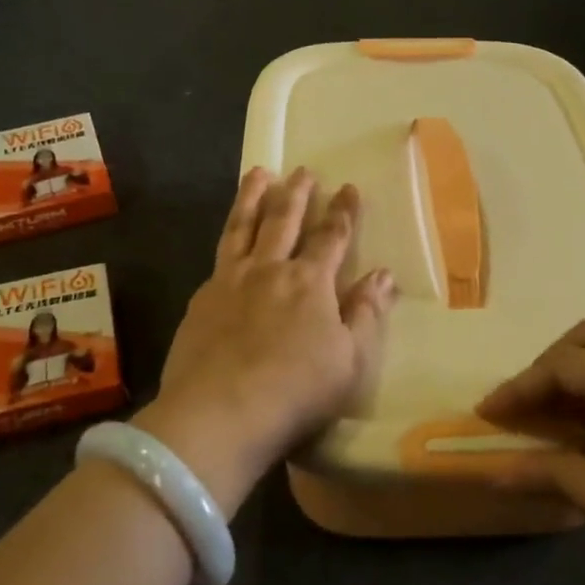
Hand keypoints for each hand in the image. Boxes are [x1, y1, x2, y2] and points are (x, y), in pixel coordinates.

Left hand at [137, 168, 396, 517]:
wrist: (219, 413)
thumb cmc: (295, 391)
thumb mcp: (350, 360)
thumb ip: (366, 314)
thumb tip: (383, 274)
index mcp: (309, 282)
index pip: (332, 236)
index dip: (342, 211)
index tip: (348, 187)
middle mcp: (269, 270)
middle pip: (284, 220)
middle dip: (297, 193)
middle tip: (302, 171)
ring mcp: (230, 280)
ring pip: (243, 226)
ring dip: (252, 197)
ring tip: (258, 174)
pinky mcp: (202, 299)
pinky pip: (219, 255)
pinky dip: (228, 236)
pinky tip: (229, 238)